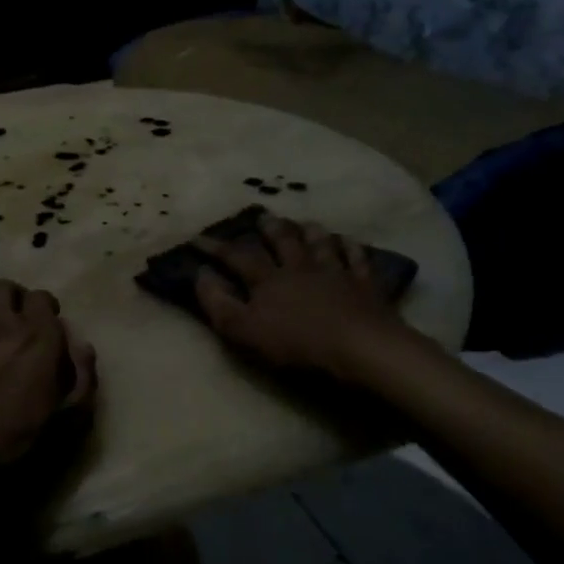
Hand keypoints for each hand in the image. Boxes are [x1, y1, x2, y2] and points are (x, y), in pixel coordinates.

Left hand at [0, 280, 97, 512]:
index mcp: (35, 340)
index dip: (45, 308)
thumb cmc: (14, 444)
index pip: (42, 298)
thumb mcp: (66, 420)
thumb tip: (83, 346)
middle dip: (12, 298)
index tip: (47, 325)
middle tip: (15, 320)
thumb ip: (82, 379)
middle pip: (3, 288)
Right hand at [193, 213, 411, 376]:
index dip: (215, 247)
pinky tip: (349, 242)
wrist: (360, 347)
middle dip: (270, 228)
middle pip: (283, 241)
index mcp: (268, 279)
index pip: (236, 257)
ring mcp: (335, 273)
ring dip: (310, 232)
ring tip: (306, 223)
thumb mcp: (244, 330)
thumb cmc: (296, 343)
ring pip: (320, 244)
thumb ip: (218, 302)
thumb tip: (200, 274)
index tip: (198, 237)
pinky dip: (351, 248)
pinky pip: (357, 259)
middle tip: (263, 216)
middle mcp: (300, 267)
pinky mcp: (365, 285)